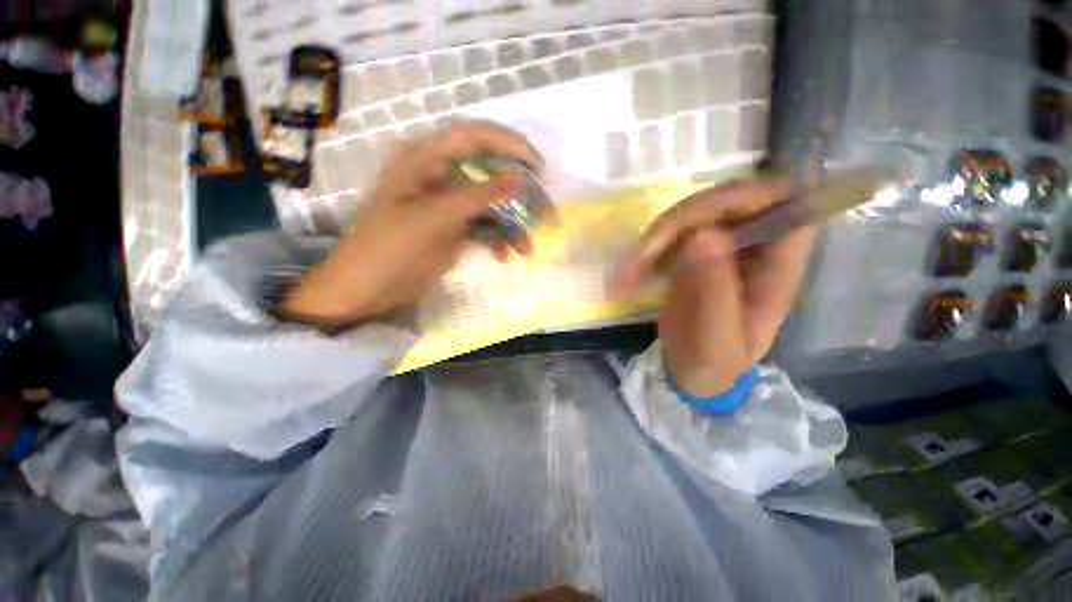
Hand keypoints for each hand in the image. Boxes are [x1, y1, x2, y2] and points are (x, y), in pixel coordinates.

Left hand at [278, 122, 541, 329]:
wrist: (367, 289)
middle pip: (488, 172)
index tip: (538, 167)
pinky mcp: (452, 227)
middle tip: (541, 211)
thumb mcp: (432, 218)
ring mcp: (447, 204)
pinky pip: (484, 226)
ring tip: (526, 248)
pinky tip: (504, 256)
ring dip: (511, 225)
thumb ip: (475, 197)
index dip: (510, 145)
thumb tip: (518, 178)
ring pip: (490, 204)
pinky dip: (497, 239)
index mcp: (424, 160)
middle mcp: (439, 176)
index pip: (474, 137)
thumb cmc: (389, 248)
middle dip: (517, 193)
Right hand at [610, 178, 815, 396]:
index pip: (786, 204)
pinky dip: (642, 254)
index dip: (752, 195)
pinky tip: (624, 278)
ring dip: (652, 241)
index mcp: (777, 266)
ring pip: (689, 215)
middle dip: (679, 223)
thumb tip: (703, 234)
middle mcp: (752, 246)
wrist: (691, 372)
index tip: (702, 218)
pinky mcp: (690, 253)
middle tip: (642, 256)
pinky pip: (666, 236)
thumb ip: (715, 290)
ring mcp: (718, 246)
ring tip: (623, 277)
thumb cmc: (714, 364)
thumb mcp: (716, 338)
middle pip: (726, 201)